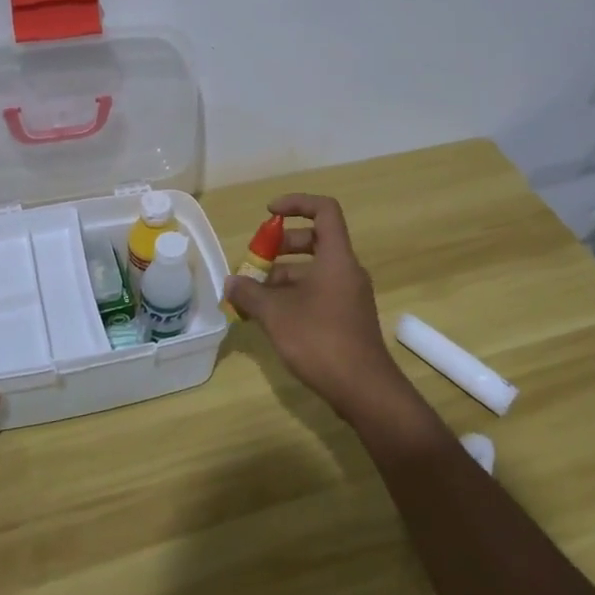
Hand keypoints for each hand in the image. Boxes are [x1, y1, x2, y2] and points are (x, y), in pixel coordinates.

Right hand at [223, 194, 416, 425]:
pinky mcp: (347, 318)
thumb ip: (250, 293)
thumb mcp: (276, 314)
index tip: (268, 214)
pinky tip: (270, 318)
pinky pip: (318, 293)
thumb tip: (230, 282)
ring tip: (252, 296)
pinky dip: (293, 296)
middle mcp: (346, 271)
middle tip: (255, 261)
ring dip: (282, 276)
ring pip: (313, 270)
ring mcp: (349, 296)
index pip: (324, 210)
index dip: (296, 204)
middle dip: (281, 246)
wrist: (364, 390)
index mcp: (336, 258)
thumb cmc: (320, 340)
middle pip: (315, 240)